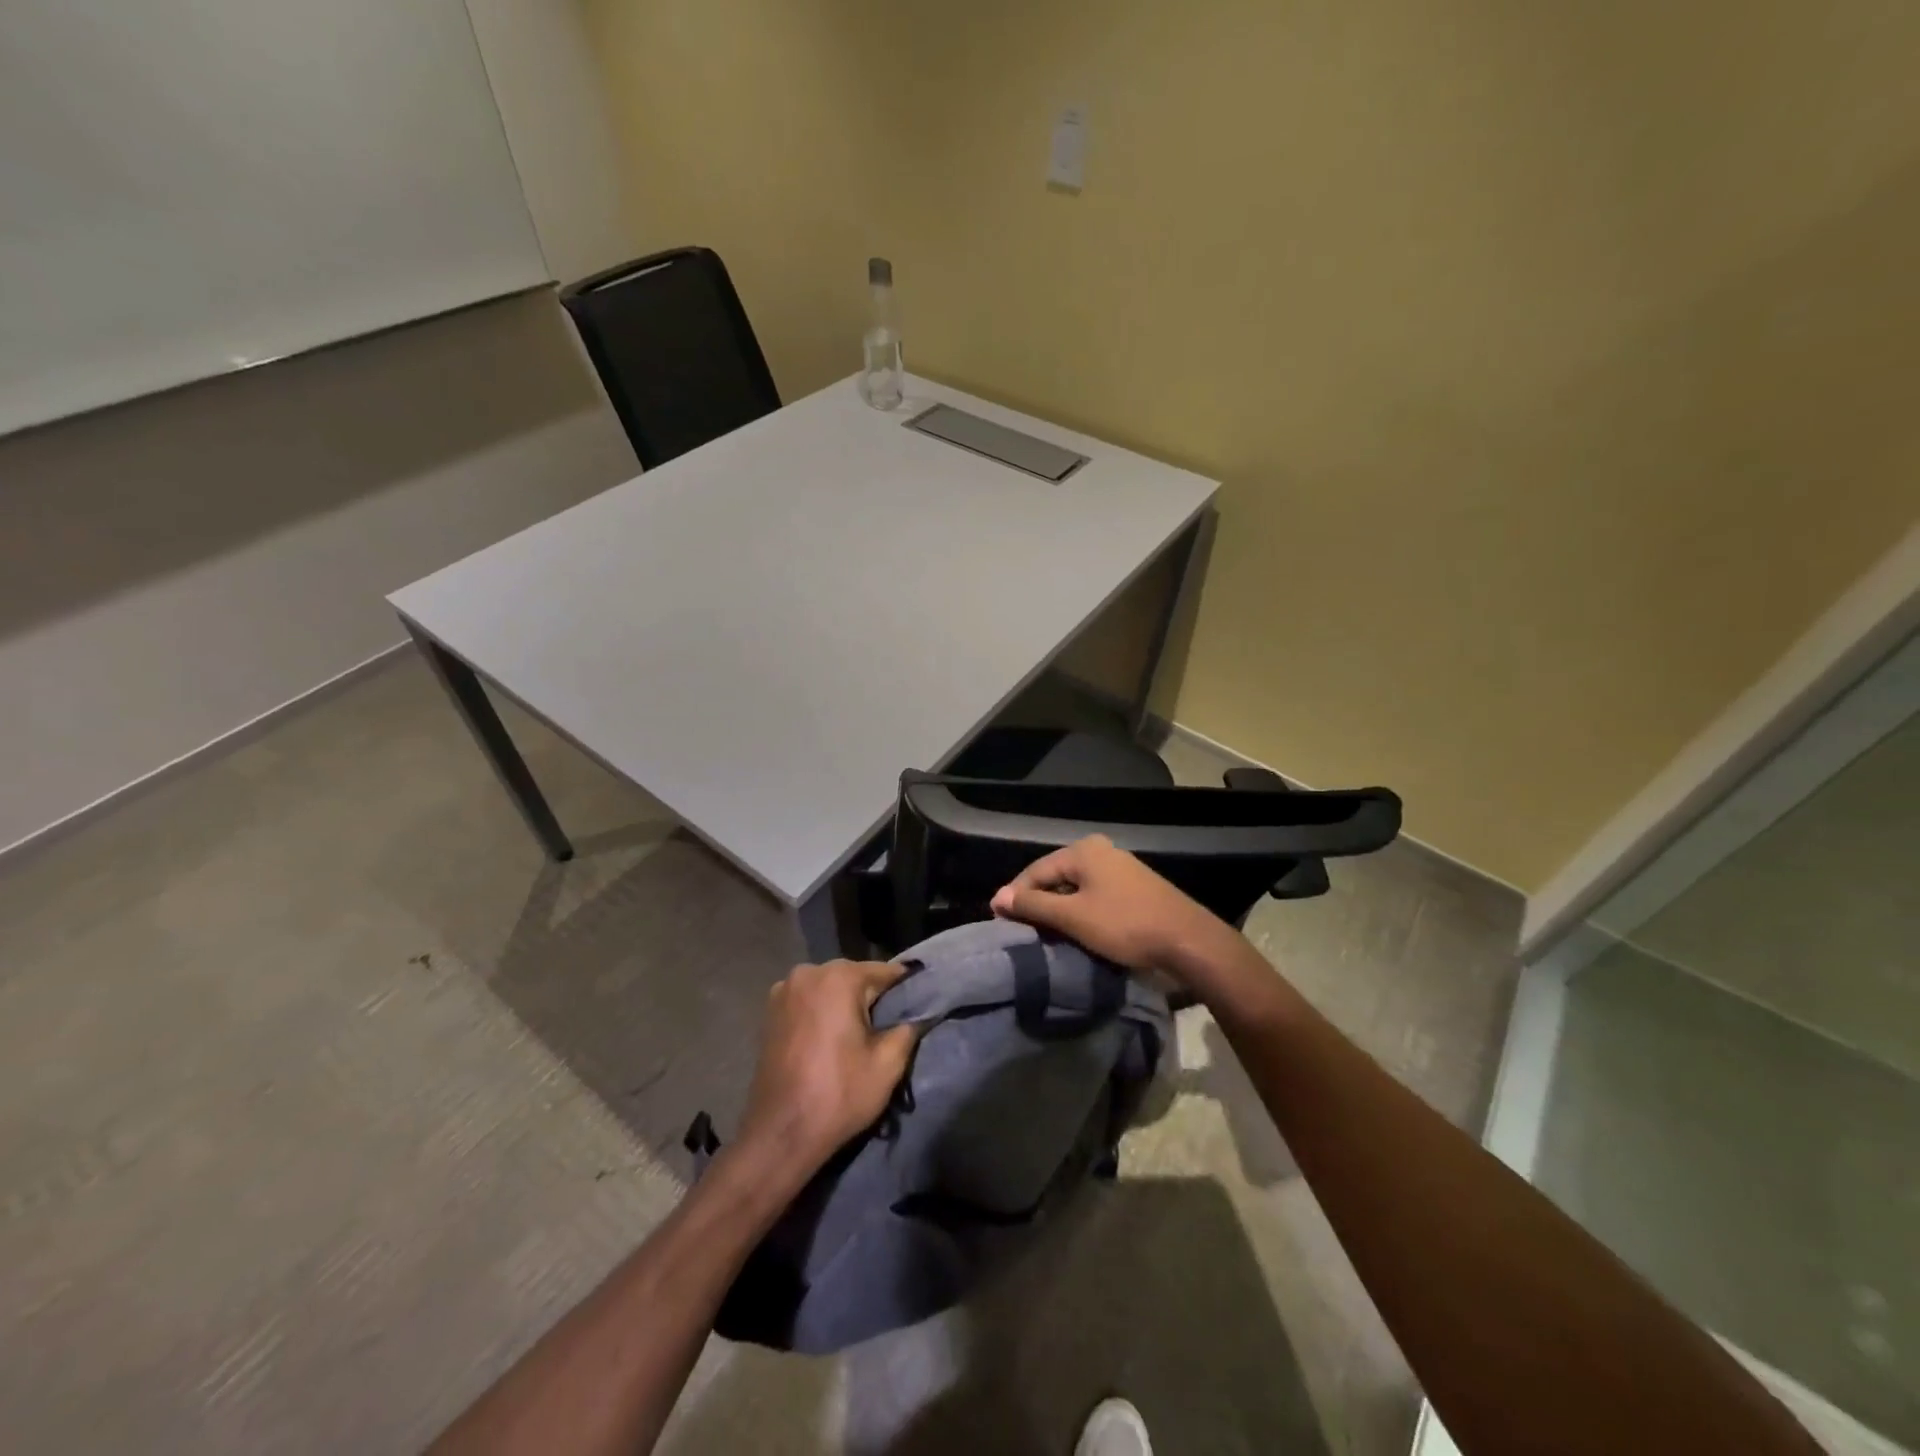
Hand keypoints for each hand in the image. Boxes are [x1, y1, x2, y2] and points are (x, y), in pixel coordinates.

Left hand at [738, 959, 919, 1172]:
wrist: (780, 1135)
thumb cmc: (838, 1095)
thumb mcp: (888, 1065)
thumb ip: (908, 1028)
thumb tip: (917, 1014)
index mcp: (838, 977)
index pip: (885, 972)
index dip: (905, 990)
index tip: (919, 1007)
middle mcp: (808, 973)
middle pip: (855, 977)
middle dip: (872, 998)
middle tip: (888, 1029)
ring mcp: (784, 990)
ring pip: (830, 989)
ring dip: (845, 1006)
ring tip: (858, 1039)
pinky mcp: (770, 1012)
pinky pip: (809, 1002)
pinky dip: (823, 1013)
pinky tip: (830, 1041)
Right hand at [990, 834, 1233, 981]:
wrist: (1187, 941)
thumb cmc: (1124, 925)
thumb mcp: (1073, 917)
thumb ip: (1034, 906)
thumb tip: (998, 897)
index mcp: (1083, 850)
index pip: (1035, 871)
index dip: (1015, 896)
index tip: (999, 921)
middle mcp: (1100, 850)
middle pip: (1055, 876)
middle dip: (1036, 902)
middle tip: (1019, 929)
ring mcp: (1120, 867)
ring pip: (1075, 887)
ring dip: (1058, 909)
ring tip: (1043, 933)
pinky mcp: (1134, 887)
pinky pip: (1094, 895)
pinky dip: (1079, 911)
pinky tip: (1075, 930)